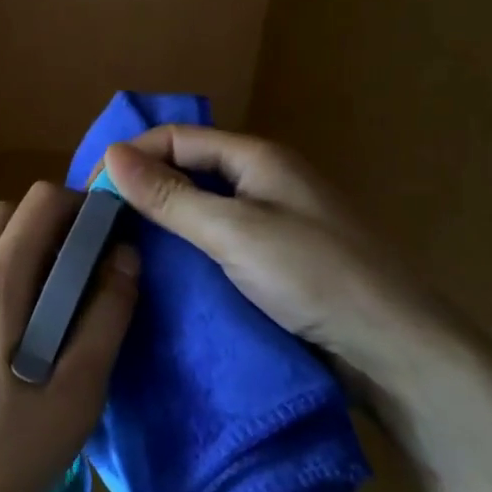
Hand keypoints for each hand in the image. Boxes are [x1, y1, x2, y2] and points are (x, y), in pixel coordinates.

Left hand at [0, 183, 139, 491]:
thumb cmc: (4, 450)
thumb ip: (105, 318)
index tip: (110, 234)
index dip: (81, 204)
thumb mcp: (75, 394)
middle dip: (54, 222)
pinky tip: (27, 328)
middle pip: (10, 212)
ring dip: (28, 247)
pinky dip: (6, 272)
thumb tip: (126, 257)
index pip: (39, 201)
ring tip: (64, 299)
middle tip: (90, 266)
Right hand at [102, 127, 435, 370]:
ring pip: (204, 206)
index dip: (133, 157)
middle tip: (101, 223)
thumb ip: (170, 196)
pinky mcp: (280, 260)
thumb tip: (110, 155)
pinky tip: (168, 271)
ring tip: (124, 247)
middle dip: (145, 188)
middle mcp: (265, 180)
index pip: (177, 138)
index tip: (92, 193)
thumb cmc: (315, 277)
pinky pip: (221, 239)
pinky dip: (191, 248)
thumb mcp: (233, 232)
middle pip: (190, 169)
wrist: (399, 352)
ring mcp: (275, 222)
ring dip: (166, 221)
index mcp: (257, 158)